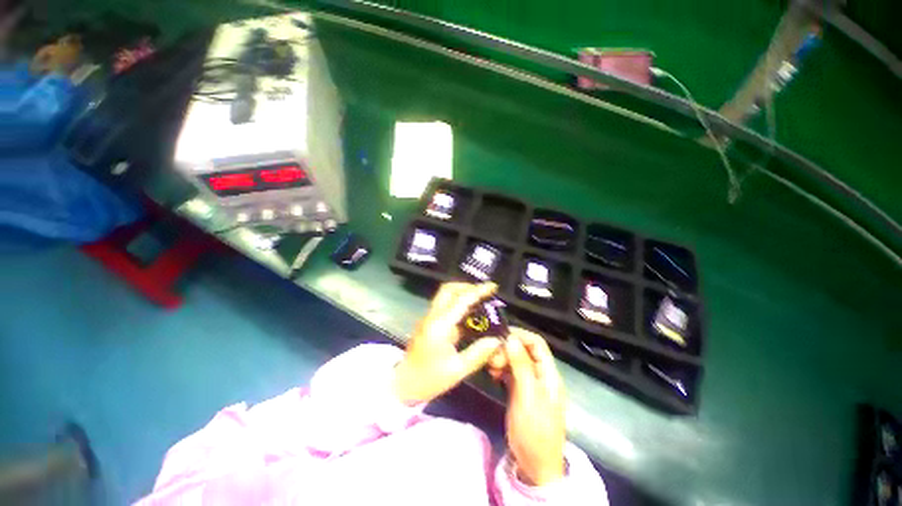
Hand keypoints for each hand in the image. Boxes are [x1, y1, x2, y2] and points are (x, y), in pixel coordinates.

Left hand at [393, 282, 502, 404]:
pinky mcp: (429, 323)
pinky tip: (471, 313)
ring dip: (463, 293)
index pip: (461, 300)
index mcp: (440, 326)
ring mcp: (429, 318)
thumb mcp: (457, 371)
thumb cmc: (428, 379)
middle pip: (448, 289)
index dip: (478, 291)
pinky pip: (446, 306)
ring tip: (481, 300)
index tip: (492, 287)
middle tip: (484, 292)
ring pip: (446, 295)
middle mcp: (433, 317)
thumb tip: (497, 340)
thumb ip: (478, 354)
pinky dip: (459, 304)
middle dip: (467, 287)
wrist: (403, 384)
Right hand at [501, 328, 565, 485]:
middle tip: (491, 356)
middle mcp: (539, 374)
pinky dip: (500, 369)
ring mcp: (529, 383)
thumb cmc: (535, 430)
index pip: (537, 343)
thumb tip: (511, 338)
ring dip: (502, 359)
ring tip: (490, 365)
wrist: (535, 465)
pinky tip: (492, 373)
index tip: (500, 335)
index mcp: (548, 374)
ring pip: (515, 361)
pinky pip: (509, 373)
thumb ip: (521, 366)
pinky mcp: (519, 391)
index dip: (520, 335)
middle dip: (507, 349)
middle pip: (524, 350)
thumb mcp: (528, 396)